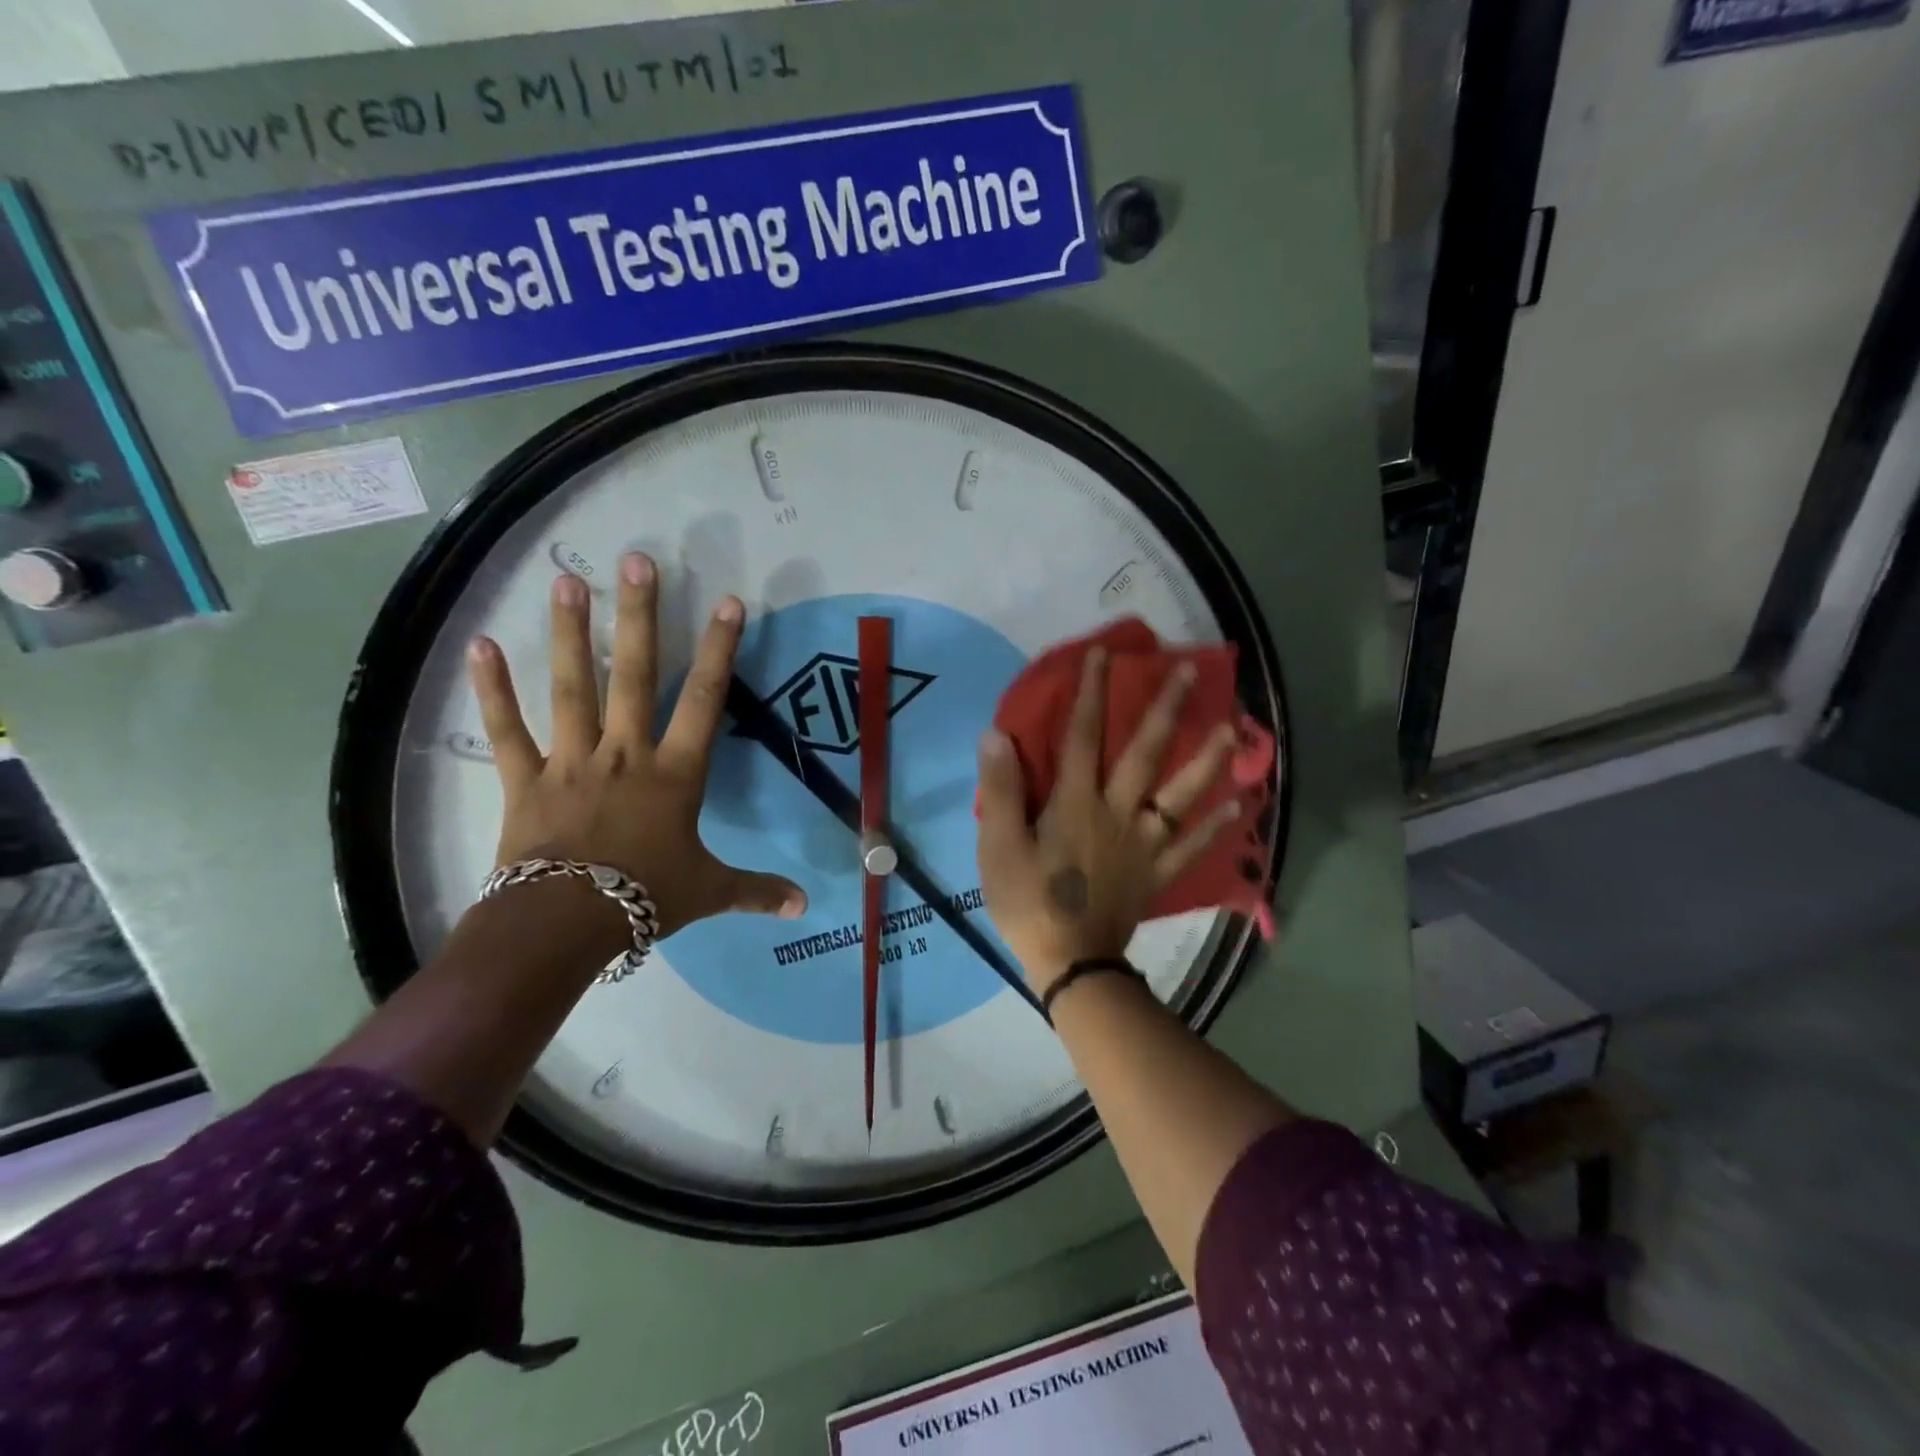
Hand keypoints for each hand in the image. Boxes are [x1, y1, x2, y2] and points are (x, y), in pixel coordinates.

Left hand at [468, 552, 806, 938]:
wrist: (565, 924)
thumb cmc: (646, 898)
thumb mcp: (710, 892)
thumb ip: (757, 891)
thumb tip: (806, 908)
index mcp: (674, 773)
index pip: (704, 701)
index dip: (719, 650)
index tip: (728, 603)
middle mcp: (625, 753)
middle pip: (634, 675)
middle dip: (639, 616)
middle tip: (637, 560)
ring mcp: (571, 761)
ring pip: (572, 688)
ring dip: (569, 634)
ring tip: (567, 582)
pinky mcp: (526, 780)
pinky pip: (508, 730)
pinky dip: (492, 690)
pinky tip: (479, 645)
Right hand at [975, 648, 1243, 995]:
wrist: (1070, 962)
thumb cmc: (1029, 901)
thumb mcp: (999, 846)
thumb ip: (1002, 789)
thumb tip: (998, 734)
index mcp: (1076, 802)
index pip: (1083, 736)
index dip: (1092, 693)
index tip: (1103, 655)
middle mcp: (1118, 812)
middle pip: (1146, 754)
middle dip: (1167, 710)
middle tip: (1192, 672)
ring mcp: (1144, 843)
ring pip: (1182, 794)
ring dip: (1208, 759)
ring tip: (1233, 730)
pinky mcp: (1157, 872)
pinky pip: (1192, 846)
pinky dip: (1217, 826)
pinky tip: (1238, 805)